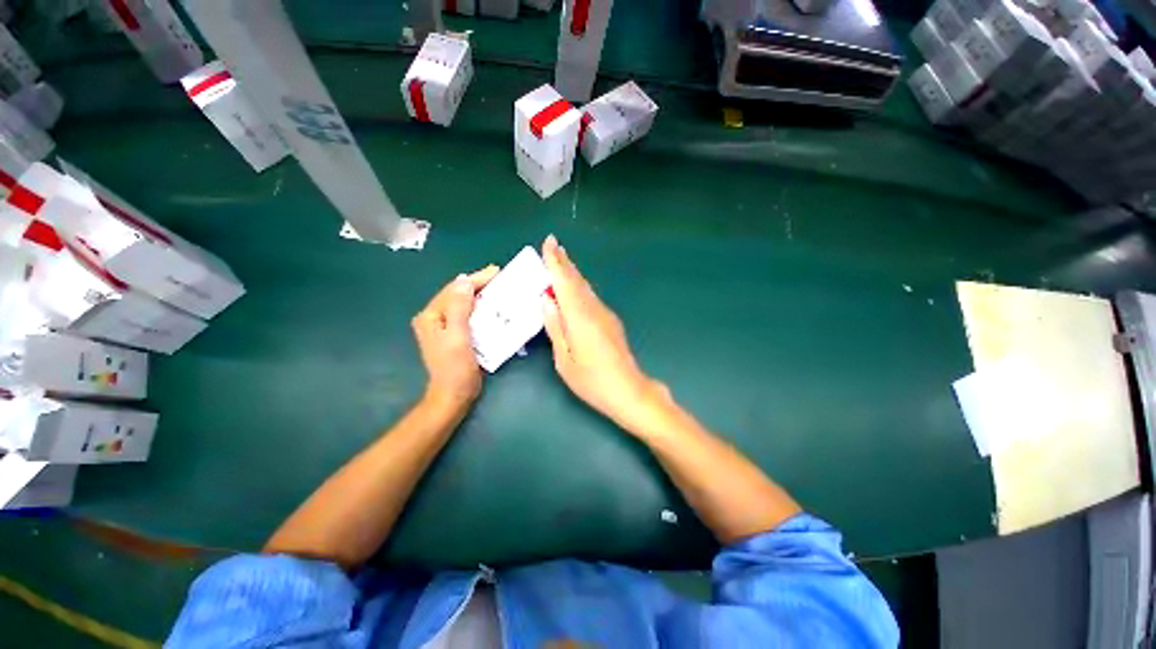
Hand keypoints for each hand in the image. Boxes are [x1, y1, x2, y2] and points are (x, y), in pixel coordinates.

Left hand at [412, 266, 498, 410]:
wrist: (454, 394)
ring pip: (464, 303)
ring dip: (480, 295)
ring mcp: (445, 327)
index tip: (495, 271)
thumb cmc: (455, 367)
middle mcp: (435, 318)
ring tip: (498, 287)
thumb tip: (464, 281)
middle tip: (499, 276)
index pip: (454, 290)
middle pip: (458, 294)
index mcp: (431, 316)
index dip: (474, 280)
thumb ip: (459, 308)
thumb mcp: (458, 337)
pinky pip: (468, 314)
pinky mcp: (455, 334)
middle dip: (478, 284)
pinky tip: (492, 305)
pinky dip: (481, 307)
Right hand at [541, 235, 659, 428]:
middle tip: (553, 246)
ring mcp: (605, 314)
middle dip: (564, 262)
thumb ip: (556, 327)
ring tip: (561, 260)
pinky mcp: (611, 321)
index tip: (549, 243)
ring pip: (586, 288)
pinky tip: (575, 288)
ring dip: (573, 273)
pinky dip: (580, 287)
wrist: (629, 390)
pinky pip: (591, 297)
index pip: (564, 282)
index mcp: (580, 317)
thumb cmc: (592, 380)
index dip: (555, 262)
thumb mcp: (564, 359)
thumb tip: (546, 301)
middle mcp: (594, 309)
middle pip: (577, 280)